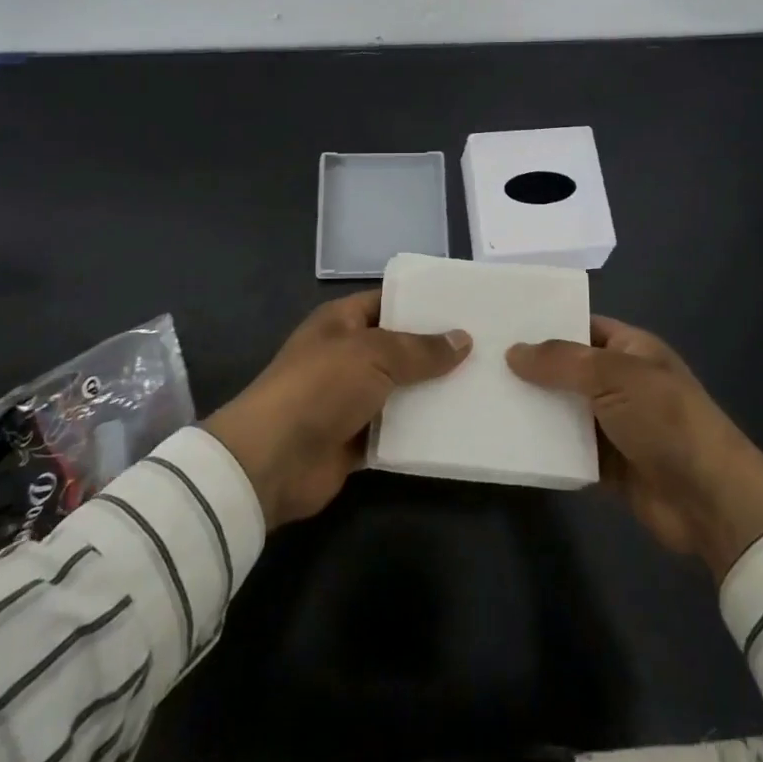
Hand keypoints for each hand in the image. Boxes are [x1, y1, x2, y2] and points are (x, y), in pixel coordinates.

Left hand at [205, 291, 470, 529]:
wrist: (273, 460)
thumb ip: (420, 349)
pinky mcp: (356, 440)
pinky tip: (460, 429)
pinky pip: (397, 431)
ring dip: (434, 394)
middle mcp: (347, 356)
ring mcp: (351, 399)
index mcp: (342, 321)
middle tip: (489, 349)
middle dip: (437, 351)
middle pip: (400, 348)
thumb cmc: (320, 387)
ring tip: (485, 387)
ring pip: (402, 391)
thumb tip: (463, 339)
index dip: (424, 303)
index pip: (388, 301)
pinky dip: (421, 432)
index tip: (467, 306)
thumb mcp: (373, 354)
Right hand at [507, 317, 762, 579]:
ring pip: (563, 410)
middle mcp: (620, 382)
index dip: (546, 324)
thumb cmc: (666, 420)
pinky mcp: (607, 465)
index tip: (501, 325)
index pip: (582, 326)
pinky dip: (544, 448)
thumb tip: (513, 351)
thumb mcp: (614, 375)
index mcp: (630, 349)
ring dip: (533, 409)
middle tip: (479, 362)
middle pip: (567, 369)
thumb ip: (561, 361)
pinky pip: (567, 449)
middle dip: (531, 368)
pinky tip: (505, 441)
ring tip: (482, 400)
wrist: (710, 499)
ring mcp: (614, 425)